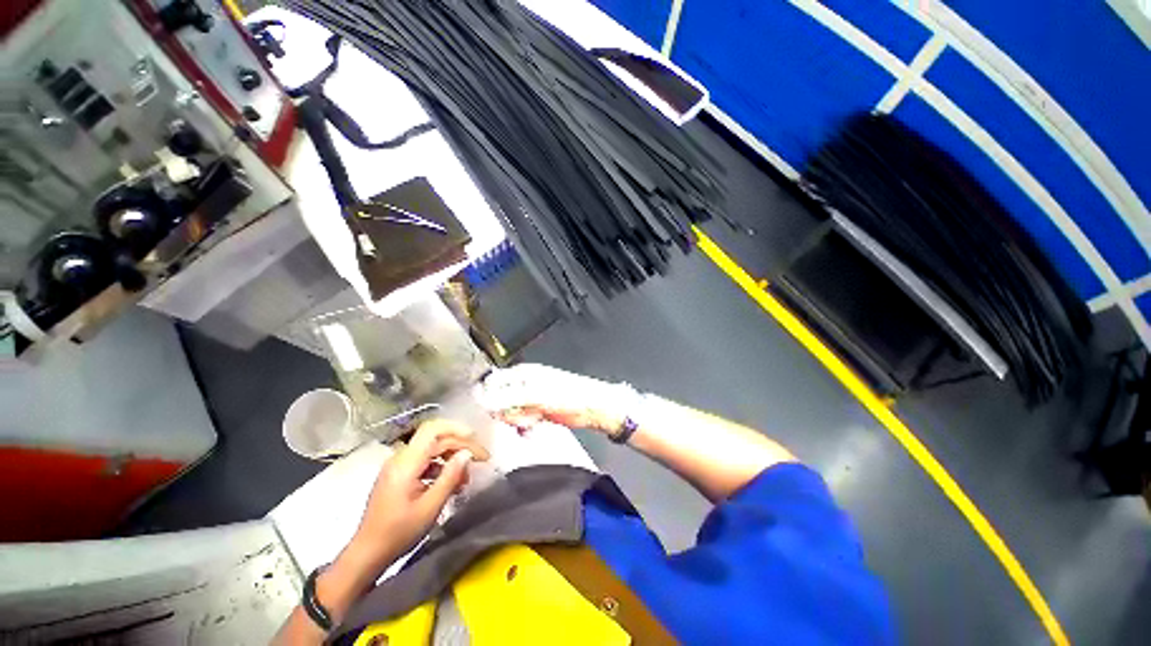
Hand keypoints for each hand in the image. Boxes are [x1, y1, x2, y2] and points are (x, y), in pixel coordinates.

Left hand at [348, 420, 488, 568]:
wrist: (367, 554)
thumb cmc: (398, 533)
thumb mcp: (429, 508)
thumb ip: (450, 477)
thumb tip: (467, 454)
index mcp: (406, 463)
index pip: (433, 430)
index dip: (457, 429)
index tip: (476, 441)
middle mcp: (401, 458)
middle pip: (436, 438)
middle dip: (461, 445)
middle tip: (481, 460)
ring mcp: (399, 466)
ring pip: (433, 449)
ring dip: (453, 457)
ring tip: (467, 476)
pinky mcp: (400, 475)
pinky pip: (426, 461)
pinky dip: (442, 466)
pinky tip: (452, 482)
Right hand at [478, 364, 635, 434]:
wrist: (591, 407)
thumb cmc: (568, 394)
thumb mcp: (536, 395)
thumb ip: (508, 398)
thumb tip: (483, 402)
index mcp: (522, 373)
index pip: (493, 383)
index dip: (490, 399)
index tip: (496, 412)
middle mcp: (523, 384)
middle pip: (499, 400)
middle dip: (508, 412)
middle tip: (522, 416)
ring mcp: (530, 398)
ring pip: (510, 412)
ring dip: (518, 420)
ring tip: (533, 419)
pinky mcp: (537, 410)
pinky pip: (522, 420)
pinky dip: (525, 425)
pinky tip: (535, 425)